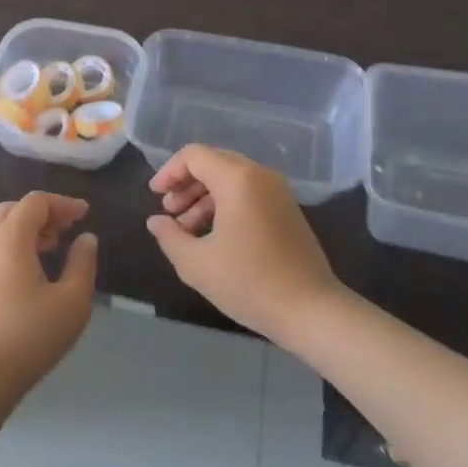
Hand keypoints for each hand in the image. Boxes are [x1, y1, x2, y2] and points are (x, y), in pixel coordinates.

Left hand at [0, 192, 98, 408]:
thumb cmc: (29, 336)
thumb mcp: (71, 301)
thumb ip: (82, 263)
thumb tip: (86, 238)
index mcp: (9, 238)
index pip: (35, 202)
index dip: (62, 203)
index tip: (85, 214)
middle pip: (14, 209)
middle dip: (43, 212)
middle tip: (68, 228)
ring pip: (0, 228)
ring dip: (27, 228)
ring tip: (54, 247)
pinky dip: (14, 244)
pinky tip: (33, 269)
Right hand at [147, 145, 339, 340]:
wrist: (312, 311)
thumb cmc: (249, 282)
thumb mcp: (196, 263)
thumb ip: (169, 236)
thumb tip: (156, 221)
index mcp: (237, 179)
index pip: (194, 155)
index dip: (169, 171)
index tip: (155, 196)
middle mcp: (259, 175)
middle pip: (213, 163)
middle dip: (186, 184)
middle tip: (169, 211)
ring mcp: (278, 192)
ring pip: (231, 179)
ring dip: (204, 197)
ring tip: (186, 228)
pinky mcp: (287, 210)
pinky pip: (248, 193)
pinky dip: (225, 204)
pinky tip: (212, 235)